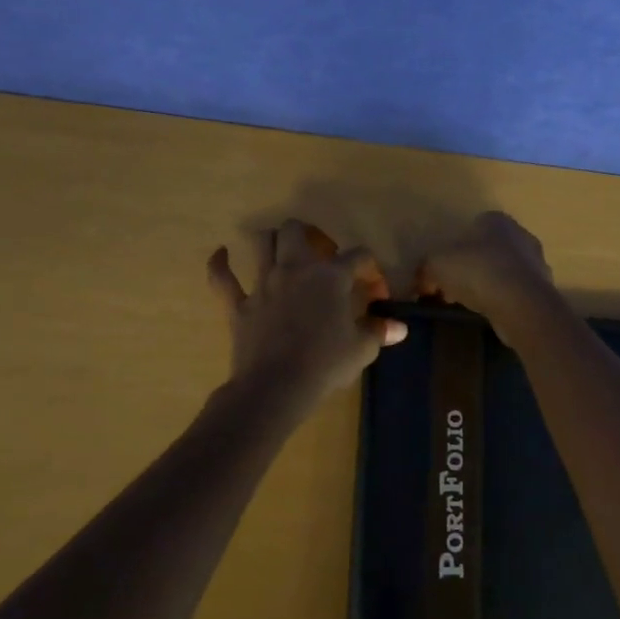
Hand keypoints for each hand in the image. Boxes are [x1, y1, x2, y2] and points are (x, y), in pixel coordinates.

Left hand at [207, 219, 406, 407]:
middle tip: (320, 256)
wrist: (276, 387)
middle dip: (309, 236)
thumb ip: (379, 332)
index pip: (358, 256)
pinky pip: (222, 278)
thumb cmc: (325, 364)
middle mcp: (295, 268)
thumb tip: (399, 327)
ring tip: (281, 251)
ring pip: (261, 242)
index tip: (376, 293)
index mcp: (330, 276)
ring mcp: (263, 283)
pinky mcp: (238, 304)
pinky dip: (220, 264)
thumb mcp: (361, 349)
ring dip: (271, 241)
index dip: (370, 270)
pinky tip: (222, 254)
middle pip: (296, 231)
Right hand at [416, 210, 558, 329]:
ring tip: (471, 306)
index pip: (470, 229)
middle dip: (468, 269)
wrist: (522, 305)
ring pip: (502, 272)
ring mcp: (536, 262)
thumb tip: (422, 282)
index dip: (452, 251)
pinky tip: (492, 315)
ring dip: (487, 286)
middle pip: (486, 250)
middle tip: (452, 292)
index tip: (441, 274)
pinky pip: (516, 293)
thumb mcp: (437, 265)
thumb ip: (425, 269)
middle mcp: (520, 234)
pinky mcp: (543, 289)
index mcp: (496, 220)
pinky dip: (503, 301)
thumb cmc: (478, 272)